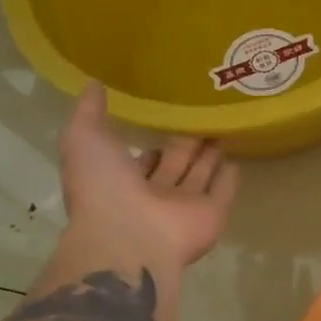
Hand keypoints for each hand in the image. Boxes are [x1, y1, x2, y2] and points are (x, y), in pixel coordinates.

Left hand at [54, 83, 238, 291]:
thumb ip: (89, 112)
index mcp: (121, 181)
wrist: (130, 237)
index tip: (163, 123)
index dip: (149, 143)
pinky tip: (237, 162)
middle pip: (174, 165)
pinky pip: (223, 194)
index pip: (140, 160)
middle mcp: (154, 195)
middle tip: (202, 120)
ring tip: (223, 132)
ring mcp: (184, 207)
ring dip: (209, 158)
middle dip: (185, 145)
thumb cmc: (104, 188)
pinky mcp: (211, 215)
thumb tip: (93, 83)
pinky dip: (229, 180)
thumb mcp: (84, 139)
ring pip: (199, 177)